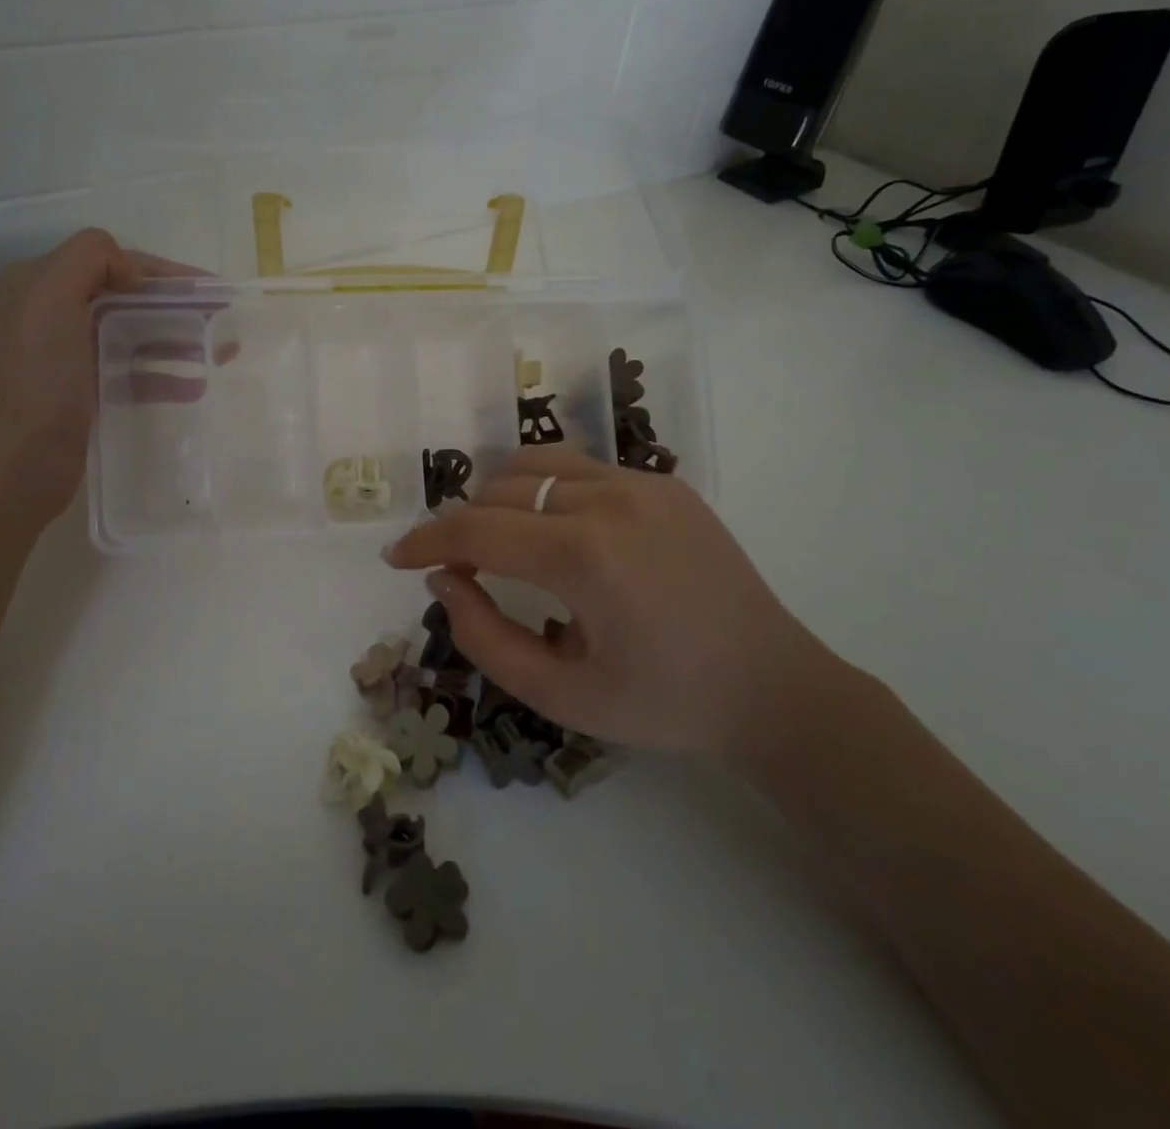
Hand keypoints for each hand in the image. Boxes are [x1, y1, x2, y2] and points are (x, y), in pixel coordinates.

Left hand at [0, 228, 202, 526]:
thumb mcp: (49, 301)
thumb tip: (136, 272)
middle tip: (225, 321)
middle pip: (129, 298)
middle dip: (179, 306)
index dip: (164, 273)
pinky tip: (196, 386)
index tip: (211, 291)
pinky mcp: (84, 393)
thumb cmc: (37, 384)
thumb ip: (89, 260)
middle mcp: (53, 313)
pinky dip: (165, 375)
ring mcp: (69, 356)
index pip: (114, 262)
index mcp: (40, 285)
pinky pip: (133, 372)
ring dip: (179, 339)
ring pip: (136, 334)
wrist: (14, 468)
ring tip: (223, 352)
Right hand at [383, 448, 838, 760]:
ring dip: (501, 496)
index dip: (427, 541)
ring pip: (538, 465)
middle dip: (463, 525)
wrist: (773, 687)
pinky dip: (547, 491)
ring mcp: (642, 483)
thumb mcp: (560, 695)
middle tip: (458, 570)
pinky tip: (558, 533)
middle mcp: (610, 500)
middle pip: (500, 490)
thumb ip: (485, 636)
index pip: (476, 529)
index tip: (396, 556)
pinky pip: (582, 469)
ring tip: (500, 541)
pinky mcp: (665, 482)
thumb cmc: (663, 704)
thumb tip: (444, 580)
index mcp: (584, 555)